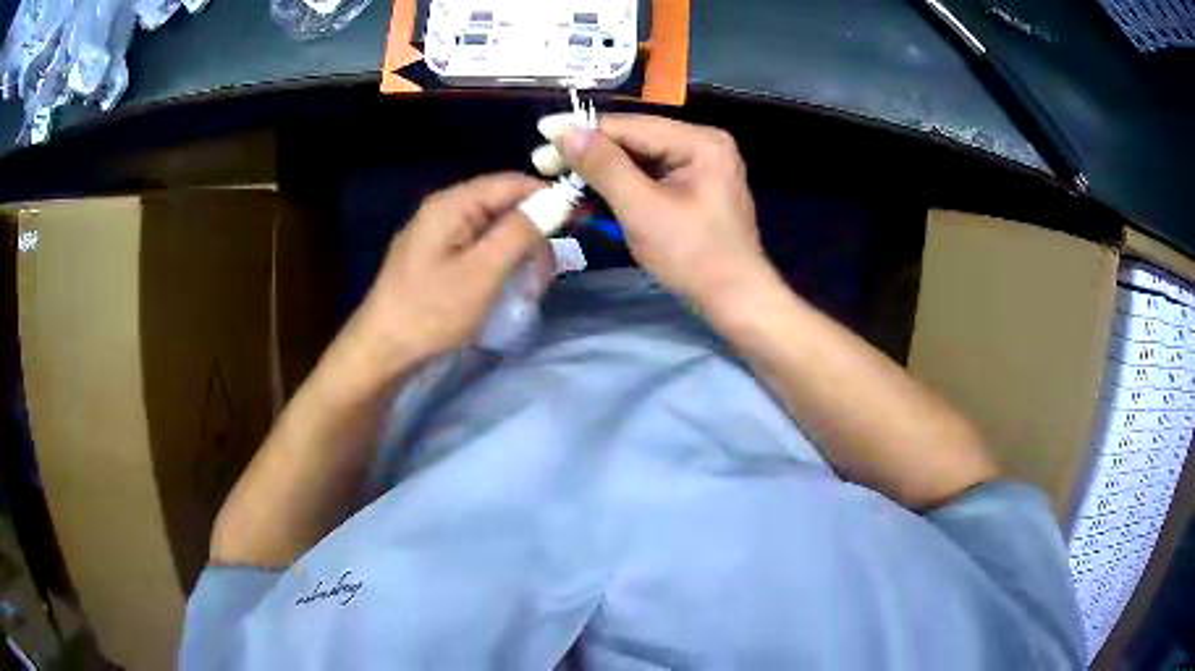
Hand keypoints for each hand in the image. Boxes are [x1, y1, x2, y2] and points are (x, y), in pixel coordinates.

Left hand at [338, 173, 546, 376]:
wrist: (381, 352)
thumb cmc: (431, 312)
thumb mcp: (483, 272)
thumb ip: (520, 231)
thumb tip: (557, 199)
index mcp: (452, 204)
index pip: (511, 182)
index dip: (548, 197)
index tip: (580, 221)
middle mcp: (443, 210)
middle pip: (502, 205)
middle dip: (532, 234)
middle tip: (547, 274)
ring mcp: (436, 236)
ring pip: (492, 230)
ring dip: (517, 254)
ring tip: (528, 289)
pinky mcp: (434, 259)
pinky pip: (477, 249)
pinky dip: (498, 264)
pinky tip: (505, 289)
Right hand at [554, 114, 769, 309]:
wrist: (735, 301)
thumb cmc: (693, 256)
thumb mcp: (642, 209)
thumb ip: (602, 166)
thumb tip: (563, 129)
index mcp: (700, 141)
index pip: (629, 126)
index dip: (582, 132)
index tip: (540, 139)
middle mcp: (703, 144)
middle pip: (634, 140)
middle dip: (590, 154)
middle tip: (544, 164)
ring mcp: (701, 166)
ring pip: (639, 159)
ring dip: (602, 172)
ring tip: (561, 180)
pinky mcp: (694, 188)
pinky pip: (650, 177)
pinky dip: (621, 187)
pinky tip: (592, 193)